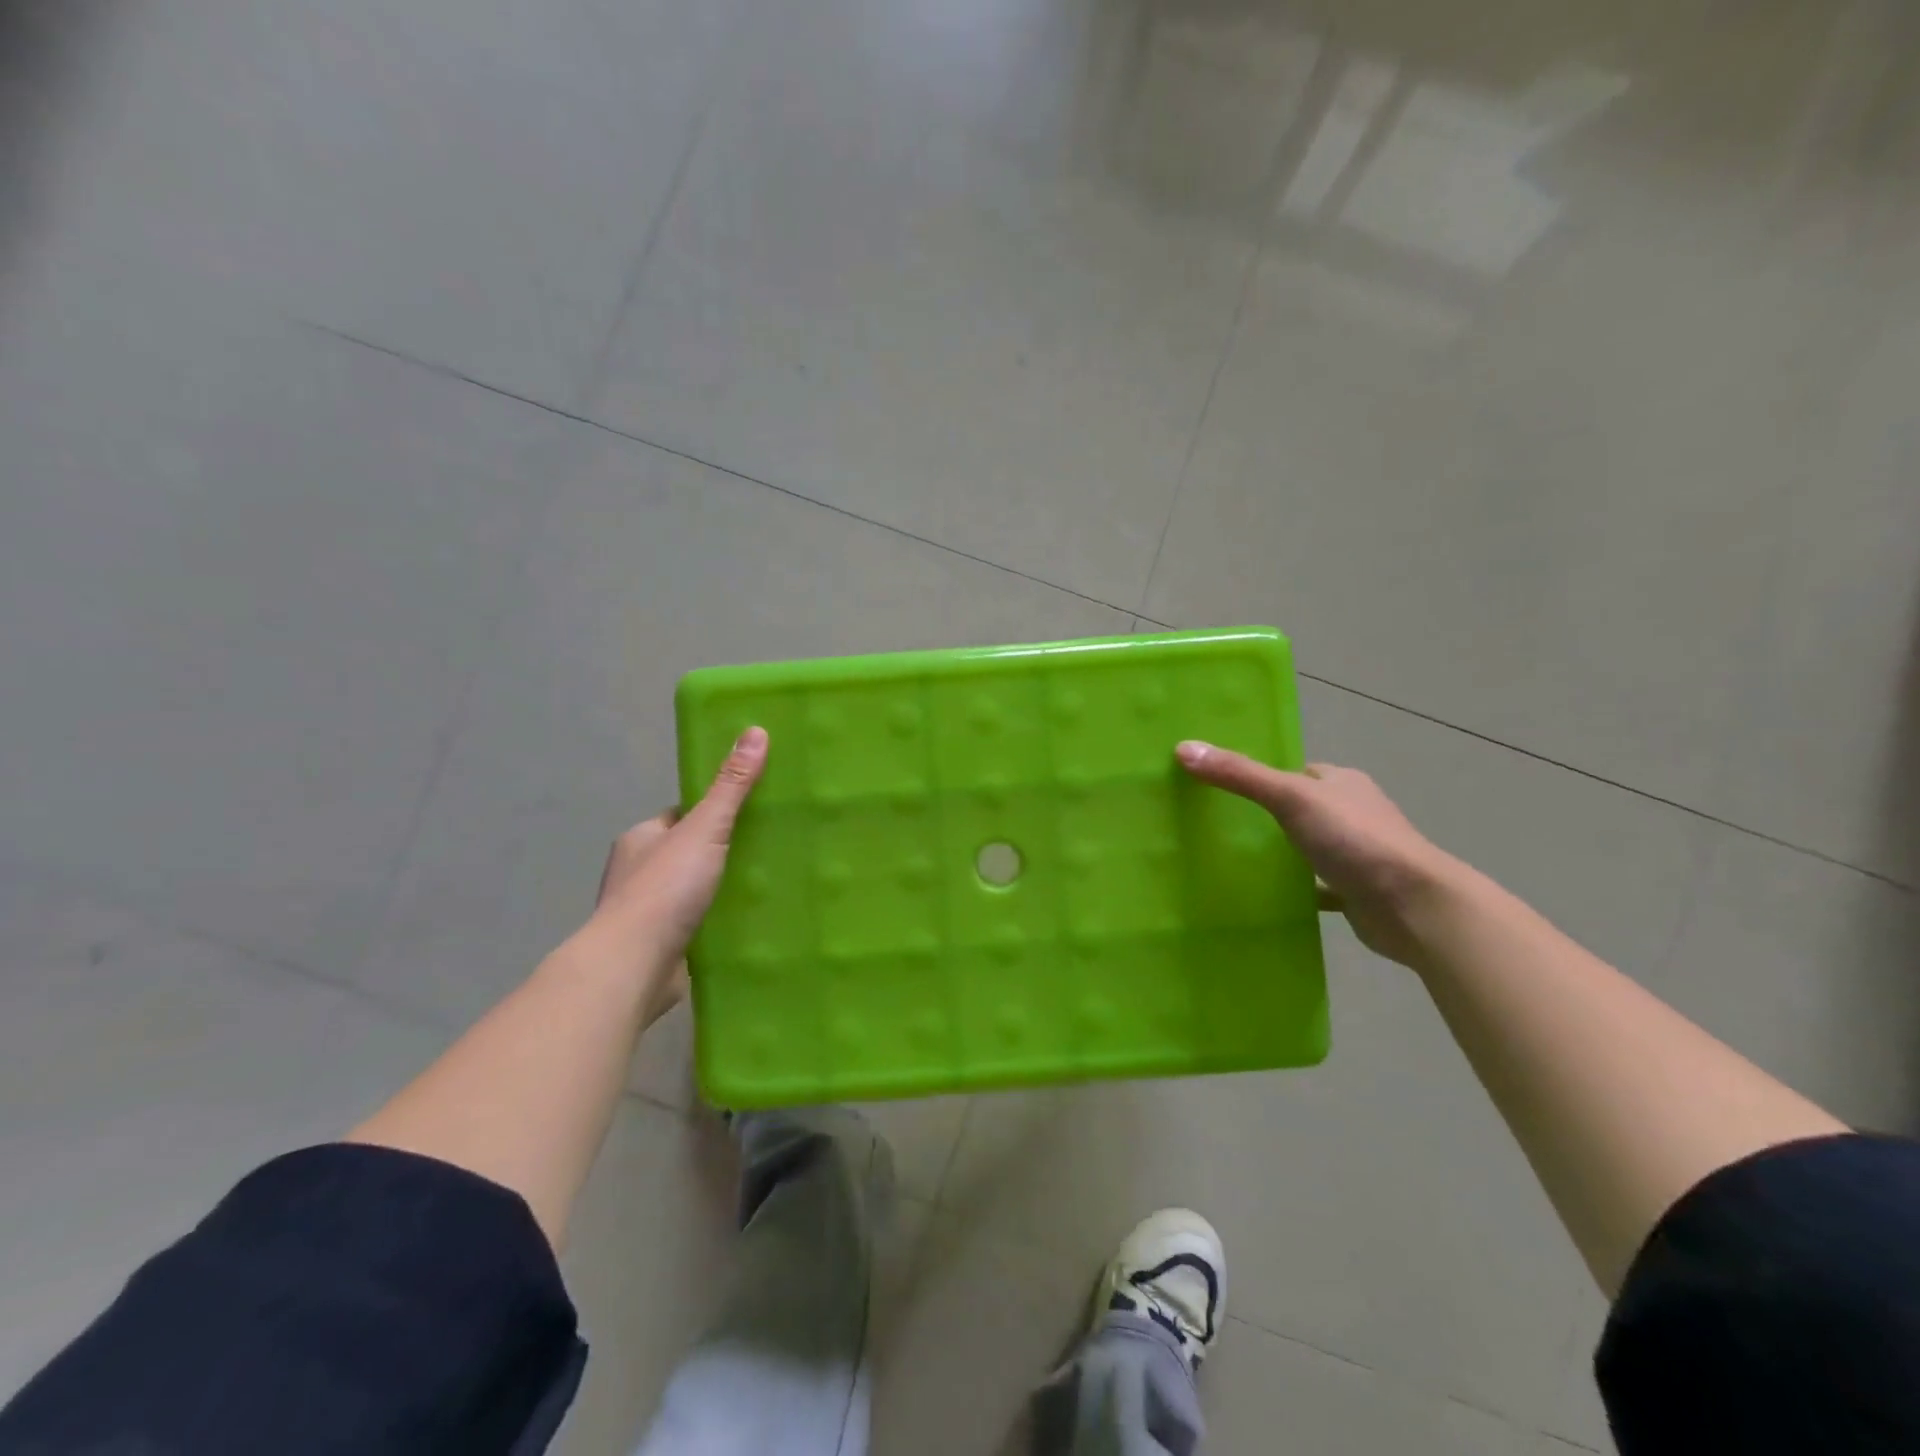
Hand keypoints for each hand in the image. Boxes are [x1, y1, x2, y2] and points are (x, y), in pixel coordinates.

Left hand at [579, 727, 768, 998]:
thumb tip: (756, 731)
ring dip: (722, 889)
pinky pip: (697, 923)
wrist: (635, 966)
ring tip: (768, 886)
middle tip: (770, 849)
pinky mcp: (662, 946)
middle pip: (690, 852)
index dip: (715, 812)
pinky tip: (751, 922)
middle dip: (723, 852)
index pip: (683, 815)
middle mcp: (639, 871)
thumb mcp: (705, 828)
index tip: (752, 813)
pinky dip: (719, 921)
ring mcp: (648, 912)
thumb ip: (731, 786)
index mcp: (641, 838)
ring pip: (694, 890)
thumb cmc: (664, 888)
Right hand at [1176, 741, 1460, 968]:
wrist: (1415, 907)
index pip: (1293, 770)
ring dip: (1278, 852)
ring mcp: (1356, 853)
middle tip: (1214, 824)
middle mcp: (1352, 813)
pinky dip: (1293, 889)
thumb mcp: (1290, 797)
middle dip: (1263, 815)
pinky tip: (1261, 896)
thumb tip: (1184, 748)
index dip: (1258, 774)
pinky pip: (1315, 886)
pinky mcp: (1356, 891)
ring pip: (1306, 846)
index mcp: (1341, 782)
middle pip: (1297, 808)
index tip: (1218, 785)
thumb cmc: (1355, 840)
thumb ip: (1240, 774)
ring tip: (1228, 858)